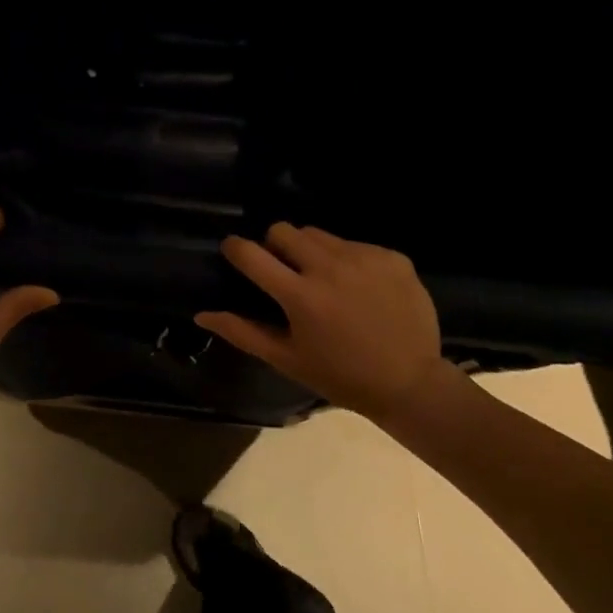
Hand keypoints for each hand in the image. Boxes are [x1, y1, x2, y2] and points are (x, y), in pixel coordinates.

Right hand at [196, 224, 451, 421]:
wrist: (411, 383)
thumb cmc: (341, 376)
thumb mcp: (288, 359)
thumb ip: (243, 331)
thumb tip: (201, 314)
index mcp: (300, 296)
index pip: (251, 254)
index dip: (235, 248)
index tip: (235, 252)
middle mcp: (330, 267)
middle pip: (284, 230)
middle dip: (275, 245)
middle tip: (285, 271)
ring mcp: (364, 257)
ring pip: (320, 234)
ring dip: (312, 250)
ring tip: (324, 279)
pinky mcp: (391, 256)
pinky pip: (355, 244)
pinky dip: (349, 260)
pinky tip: (360, 287)